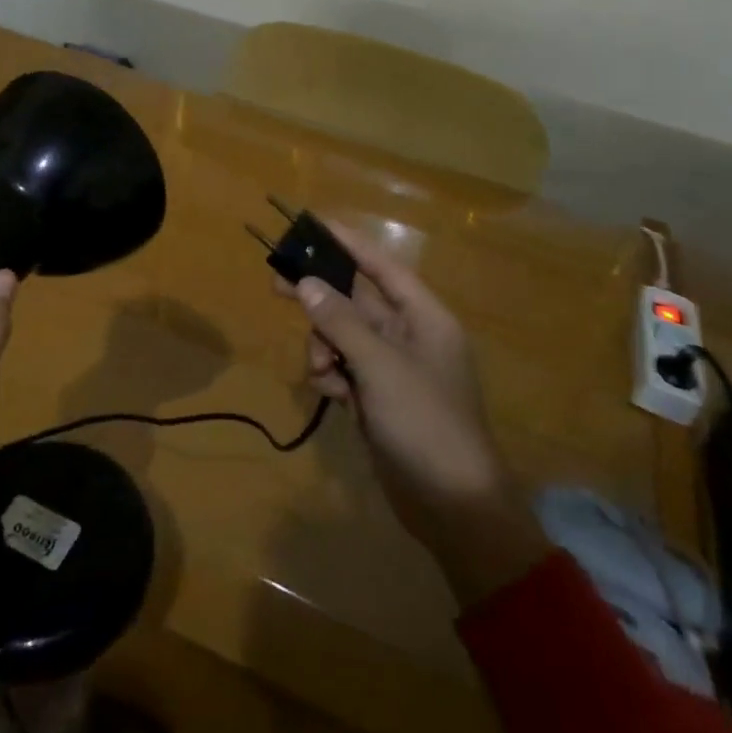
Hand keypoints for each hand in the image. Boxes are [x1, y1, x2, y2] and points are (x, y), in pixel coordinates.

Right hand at [282, 219, 548, 606]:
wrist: (454, 508)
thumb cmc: (425, 423)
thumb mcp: (380, 366)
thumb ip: (340, 322)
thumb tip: (306, 283)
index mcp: (424, 317)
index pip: (381, 266)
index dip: (348, 243)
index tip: (311, 224)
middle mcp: (409, 336)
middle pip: (355, 300)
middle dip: (321, 298)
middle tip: (277, 286)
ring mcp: (392, 368)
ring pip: (343, 336)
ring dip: (324, 347)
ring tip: (323, 373)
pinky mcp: (378, 397)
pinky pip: (344, 368)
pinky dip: (332, 376)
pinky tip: (333, 397)